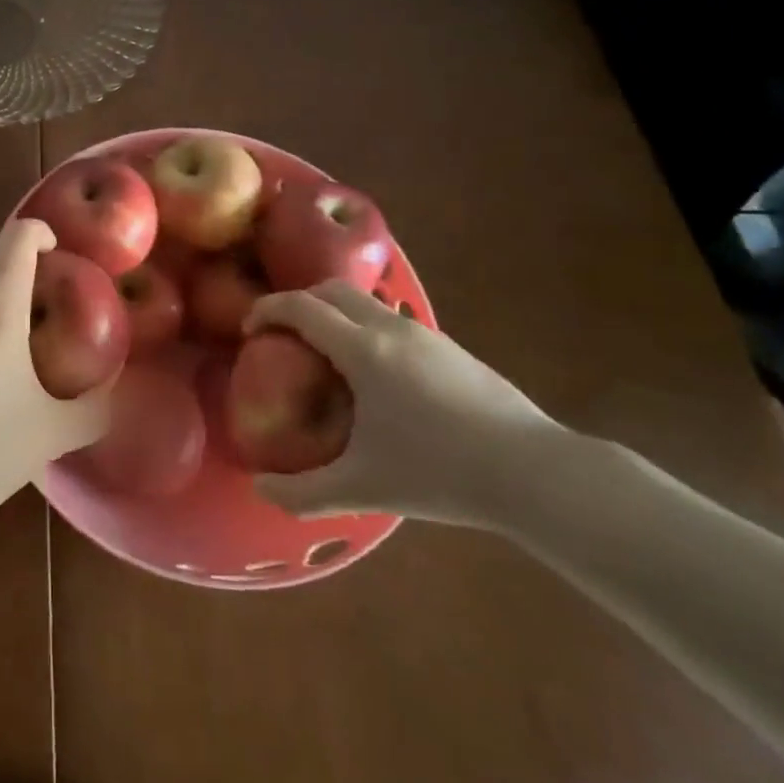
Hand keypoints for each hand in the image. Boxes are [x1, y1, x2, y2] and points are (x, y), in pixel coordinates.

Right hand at [246, 281, 567, 526]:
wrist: (534, 472)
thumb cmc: (439, 473)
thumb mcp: (362, 489)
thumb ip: (302, 492)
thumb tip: (259, 488)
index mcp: (362, 350)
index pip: (300, 308)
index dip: (266, 310)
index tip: (249, 330)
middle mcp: (390, 328)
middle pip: (331, 290)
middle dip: (298, 302)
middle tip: (281, 334)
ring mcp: (425, 334)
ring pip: (366, 302)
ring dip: (334, 312)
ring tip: (325, 353)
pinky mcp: (451, 348)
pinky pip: (392, 321)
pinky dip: (365, 328)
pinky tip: (375, 376)